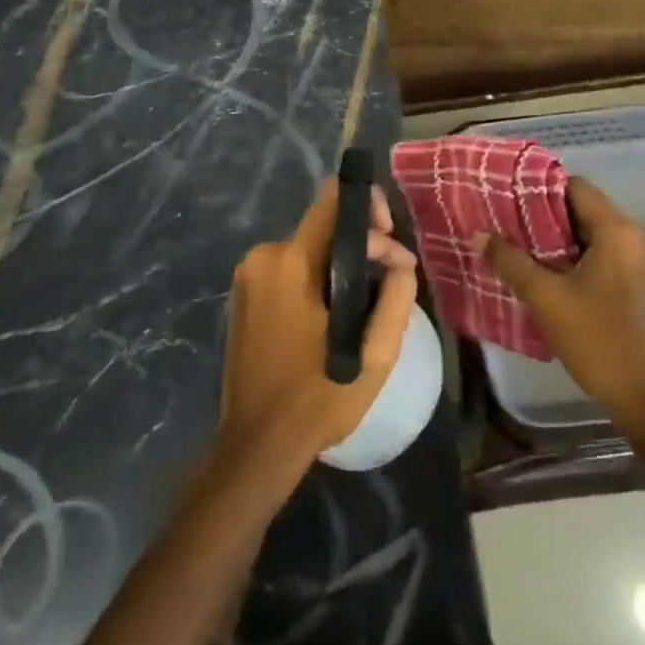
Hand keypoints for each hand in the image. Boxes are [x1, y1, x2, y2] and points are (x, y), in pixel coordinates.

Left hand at [219, 181, 418, 474]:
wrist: (257, 443)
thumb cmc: (319, 398)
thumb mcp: (374, 354)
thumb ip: (394, 297)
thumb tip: (400, 262)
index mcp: (290, 263)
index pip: (331, 201)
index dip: (368, 206)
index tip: (391, 240)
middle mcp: (262, 257)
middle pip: (321, 227)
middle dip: (360, 243)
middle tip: (391, 277)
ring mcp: (247, 276)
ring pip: (307, 250)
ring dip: (339, 265)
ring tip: (368, 299)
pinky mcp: (243, 295)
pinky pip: (289, 270)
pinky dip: (316, 279)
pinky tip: (335, 311)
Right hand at [473, 177, 644, 475]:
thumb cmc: (597, 340)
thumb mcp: (546, 299)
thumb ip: (510, 261)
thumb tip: (478, 235)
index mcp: (619, 232)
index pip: (576, 187)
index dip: (540, 188)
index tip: (510, 199)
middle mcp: (639, 239)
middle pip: (587, 210)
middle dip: (547, 216)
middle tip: (510, 225)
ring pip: (598, 236)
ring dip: (564, 240)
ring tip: (526, 250)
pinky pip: (610, 257)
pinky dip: (583, 258)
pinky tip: (556, 277)